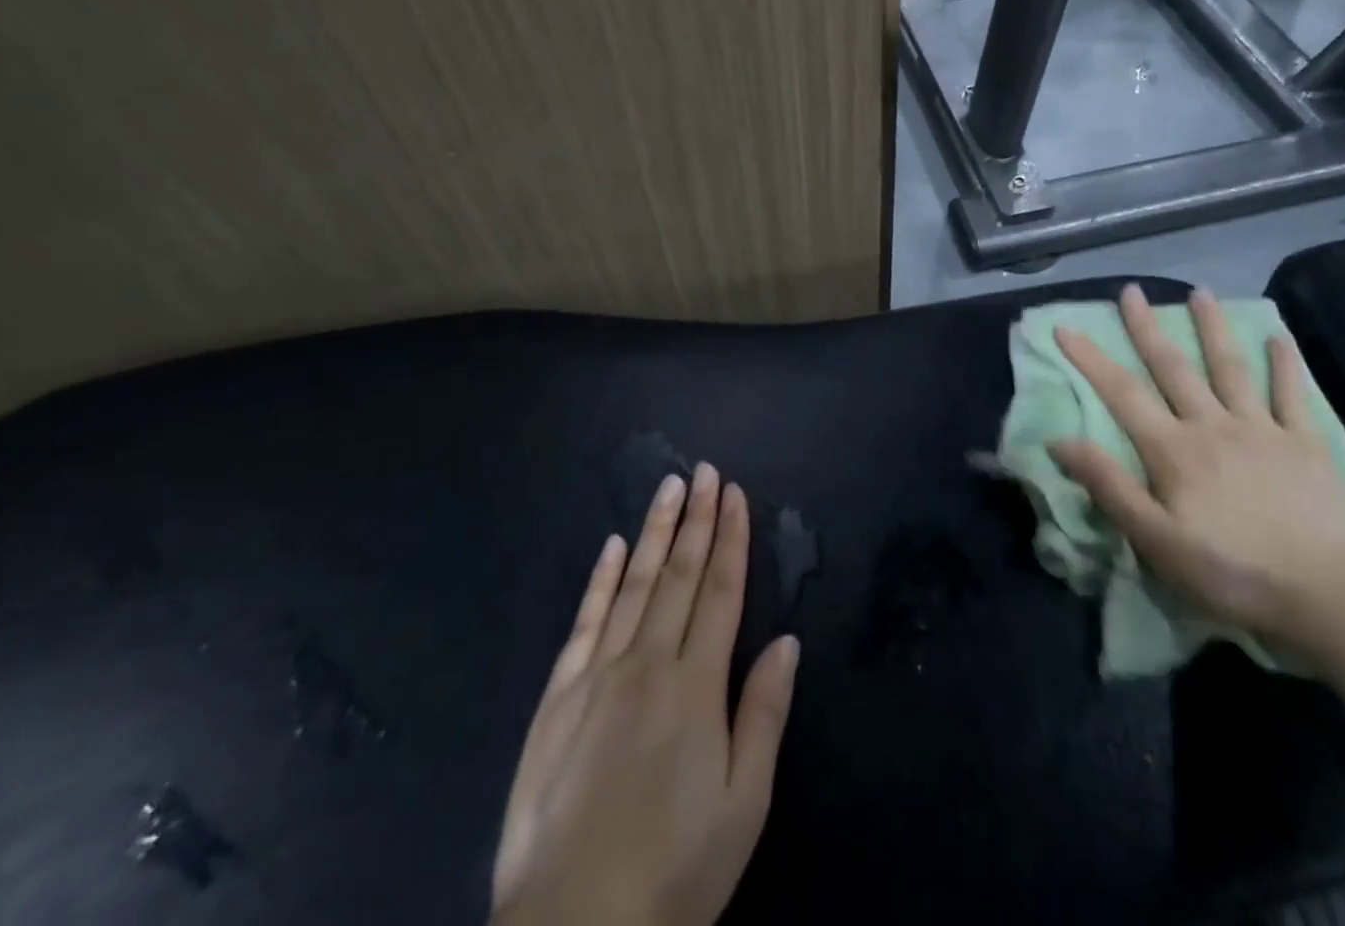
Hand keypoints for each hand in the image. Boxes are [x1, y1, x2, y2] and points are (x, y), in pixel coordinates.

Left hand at [490, 463, 798, 925]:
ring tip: (669, 487)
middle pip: (680, 575)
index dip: (731, 538)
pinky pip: (584, 622)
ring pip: (634, 584)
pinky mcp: (557, 698)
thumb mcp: (743, 806)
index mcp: (696, 686)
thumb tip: (787, 640)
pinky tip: (614, 547)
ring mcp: (597, 676)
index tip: (735, 494)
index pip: (721, 591)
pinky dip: (601, 579)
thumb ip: (764, 714)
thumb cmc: (674, 874)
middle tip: (705, 470)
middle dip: (697, 518)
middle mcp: (648, 663)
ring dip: (656, 532)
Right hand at [1050, 285, 1344, 647]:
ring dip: (1212, 328)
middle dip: (1147, 328)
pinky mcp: (1307, 444)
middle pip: (1173, 368)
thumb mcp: (1155, 540)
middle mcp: (1212, 425)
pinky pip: (1293, 395)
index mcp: (1173, 450)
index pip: (1122, 393)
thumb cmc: (1232, 572)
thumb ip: (1108, 485)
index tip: (1065, 326)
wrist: (1329, 595)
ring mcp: (1263, 430)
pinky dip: (1285, 365)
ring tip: (1200, 293)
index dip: (1090, 358)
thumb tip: (1058, 440)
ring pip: (1230, 368)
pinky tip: (1278, 337)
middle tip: (1131, 291)